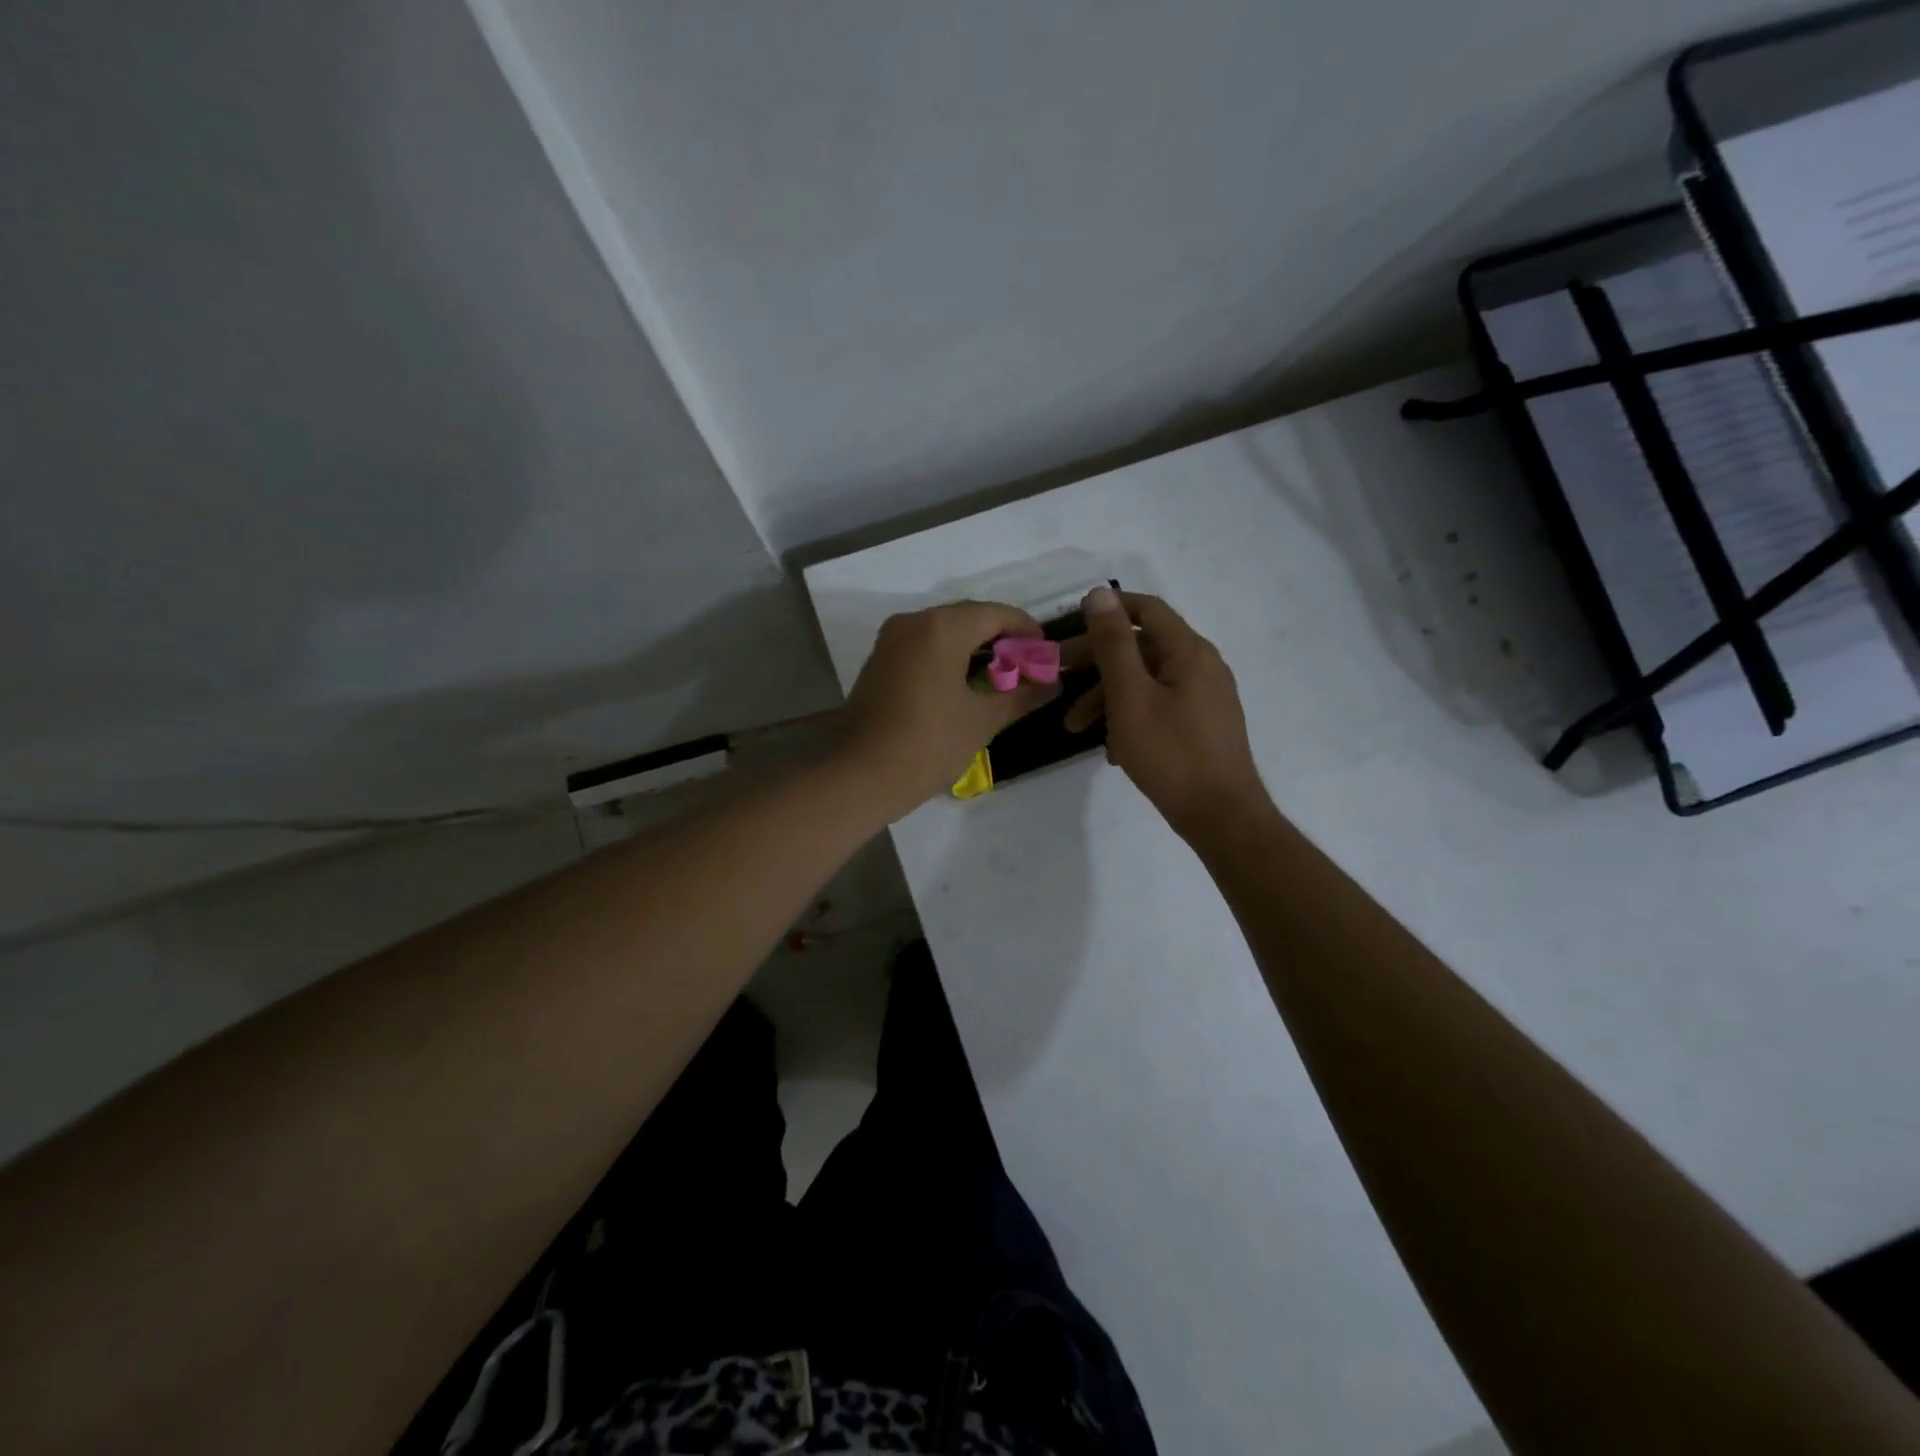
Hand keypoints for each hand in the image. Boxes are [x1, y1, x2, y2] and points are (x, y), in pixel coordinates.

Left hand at [839, 600, 1060, 820]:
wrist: (862, 775)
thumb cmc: (929, 743)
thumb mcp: (982, 720)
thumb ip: (1021, 695)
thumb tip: (1053, 684)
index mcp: (942, 627)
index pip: (996, 614)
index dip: (1026, 630)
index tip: (1046, 652)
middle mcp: (913, 622)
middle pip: (968, 617)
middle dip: (1001, 638)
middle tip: (1027, 667)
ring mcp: (891, 640)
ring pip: (943, 631)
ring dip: (974, 648)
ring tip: (1000, 678)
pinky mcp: (879, 661)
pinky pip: (923, 646)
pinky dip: (948, 657)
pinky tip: (964, 684)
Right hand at [1064, 588, 1270, 838]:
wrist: (1221, 816)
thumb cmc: (1170, 753)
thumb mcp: (1130, 697)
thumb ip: (1113, 644)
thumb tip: (1099, 593)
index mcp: (1189, 651)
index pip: (1147, 610)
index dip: (1108, 610)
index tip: (1070, 624)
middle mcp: (1202, 666)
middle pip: (1143, 648)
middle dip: (1097, 664)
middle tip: (1059, 679)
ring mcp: (1206, 697)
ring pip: (1148, 682)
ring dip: (1109, 698)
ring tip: (1076, 729)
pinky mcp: (1203, 725)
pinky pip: (1160, 707)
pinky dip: (1132, 718)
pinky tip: (1113, 750)